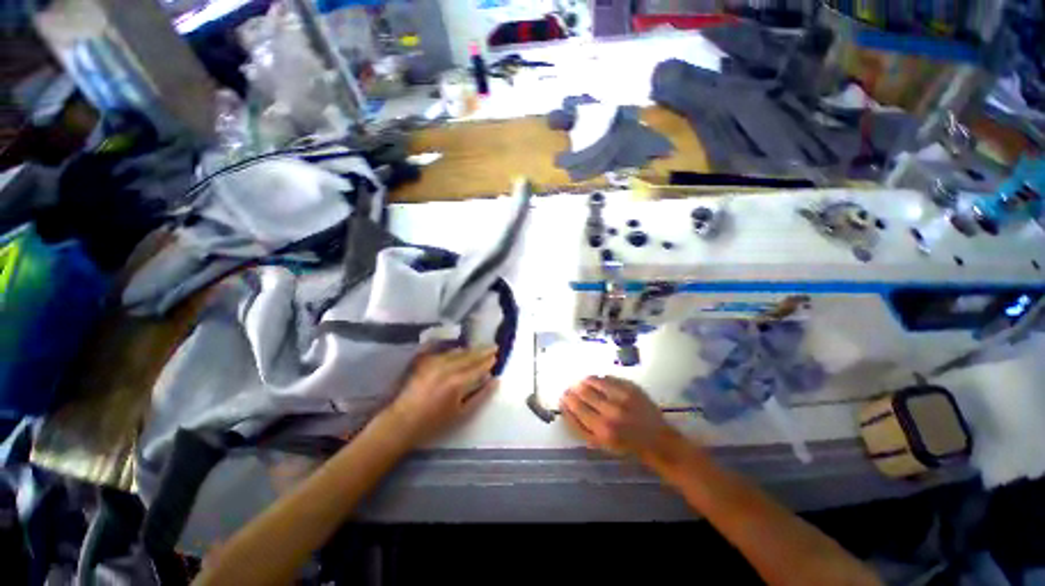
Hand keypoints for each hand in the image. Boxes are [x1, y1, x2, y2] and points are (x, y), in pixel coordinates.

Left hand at [387, 346, 498, 445]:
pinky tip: (460, 349)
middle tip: (494, 346)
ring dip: (471, 349)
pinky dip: (456, 350)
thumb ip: (481, 396)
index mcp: (458, 382)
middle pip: (470, 356)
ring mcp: (435, 362)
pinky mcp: (425, 361)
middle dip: (483, 351)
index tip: (496, 356)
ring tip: (480, 348)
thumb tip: (495, 381)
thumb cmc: (434, 422)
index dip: (488, 361)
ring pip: (458, 352)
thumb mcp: (462, 414)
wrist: (403, 421)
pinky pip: (445, 351)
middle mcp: (448, 368)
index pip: (478, 367)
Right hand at [560, 376, 680, 459]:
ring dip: (584, 381)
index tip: (563, 396)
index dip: (567, 400)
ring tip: (582, 382)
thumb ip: (579, 427)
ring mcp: (622, 397)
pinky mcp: (631, 387)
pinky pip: (607, 377)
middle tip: (571, 388)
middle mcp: (612, 411)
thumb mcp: (599, 444)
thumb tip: (563, 407)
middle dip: (573, 389)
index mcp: (602, 430)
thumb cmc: (625, 445)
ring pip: (594, 381)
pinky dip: (598, 379)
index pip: (576, 408)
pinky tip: (597, 381)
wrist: (656, 439)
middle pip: (583, 392)